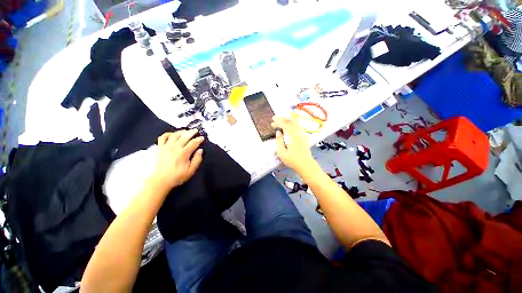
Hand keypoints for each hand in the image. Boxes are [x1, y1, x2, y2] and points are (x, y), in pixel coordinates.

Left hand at [148, 129, 203, 191]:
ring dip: (182, 131)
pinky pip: (163, 137)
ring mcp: (166, 147)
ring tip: (186, 131)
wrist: (160, 180)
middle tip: (196, 131)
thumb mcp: (191, 170)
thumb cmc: (177, 176)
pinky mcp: (160, 147)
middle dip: (192, 132)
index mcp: (183, 153)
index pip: (193, 143)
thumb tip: (200, 150)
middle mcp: (175, 148)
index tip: (202, 138)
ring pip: (175, 135)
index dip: (199, 139)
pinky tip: (173, 135)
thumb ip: (197, 159)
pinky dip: (168, 134)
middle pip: (185, 136)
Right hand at [271, 117, 318, 174]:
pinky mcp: (304, 137)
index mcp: (292, 136)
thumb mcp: (282, 153)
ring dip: (287, 121)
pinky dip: (292, 124)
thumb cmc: (293, 160)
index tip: (273, 120)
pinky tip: (289, 128)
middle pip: (290, 121)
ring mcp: (302, 134)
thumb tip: (278, 132)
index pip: (285, 124)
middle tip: (275, 121)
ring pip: (295, 122)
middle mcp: (298, 133)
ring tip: (281, 123)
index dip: (278, 120)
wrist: (306, 165)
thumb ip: (279, 141)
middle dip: (282, 119)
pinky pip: (298, 126)